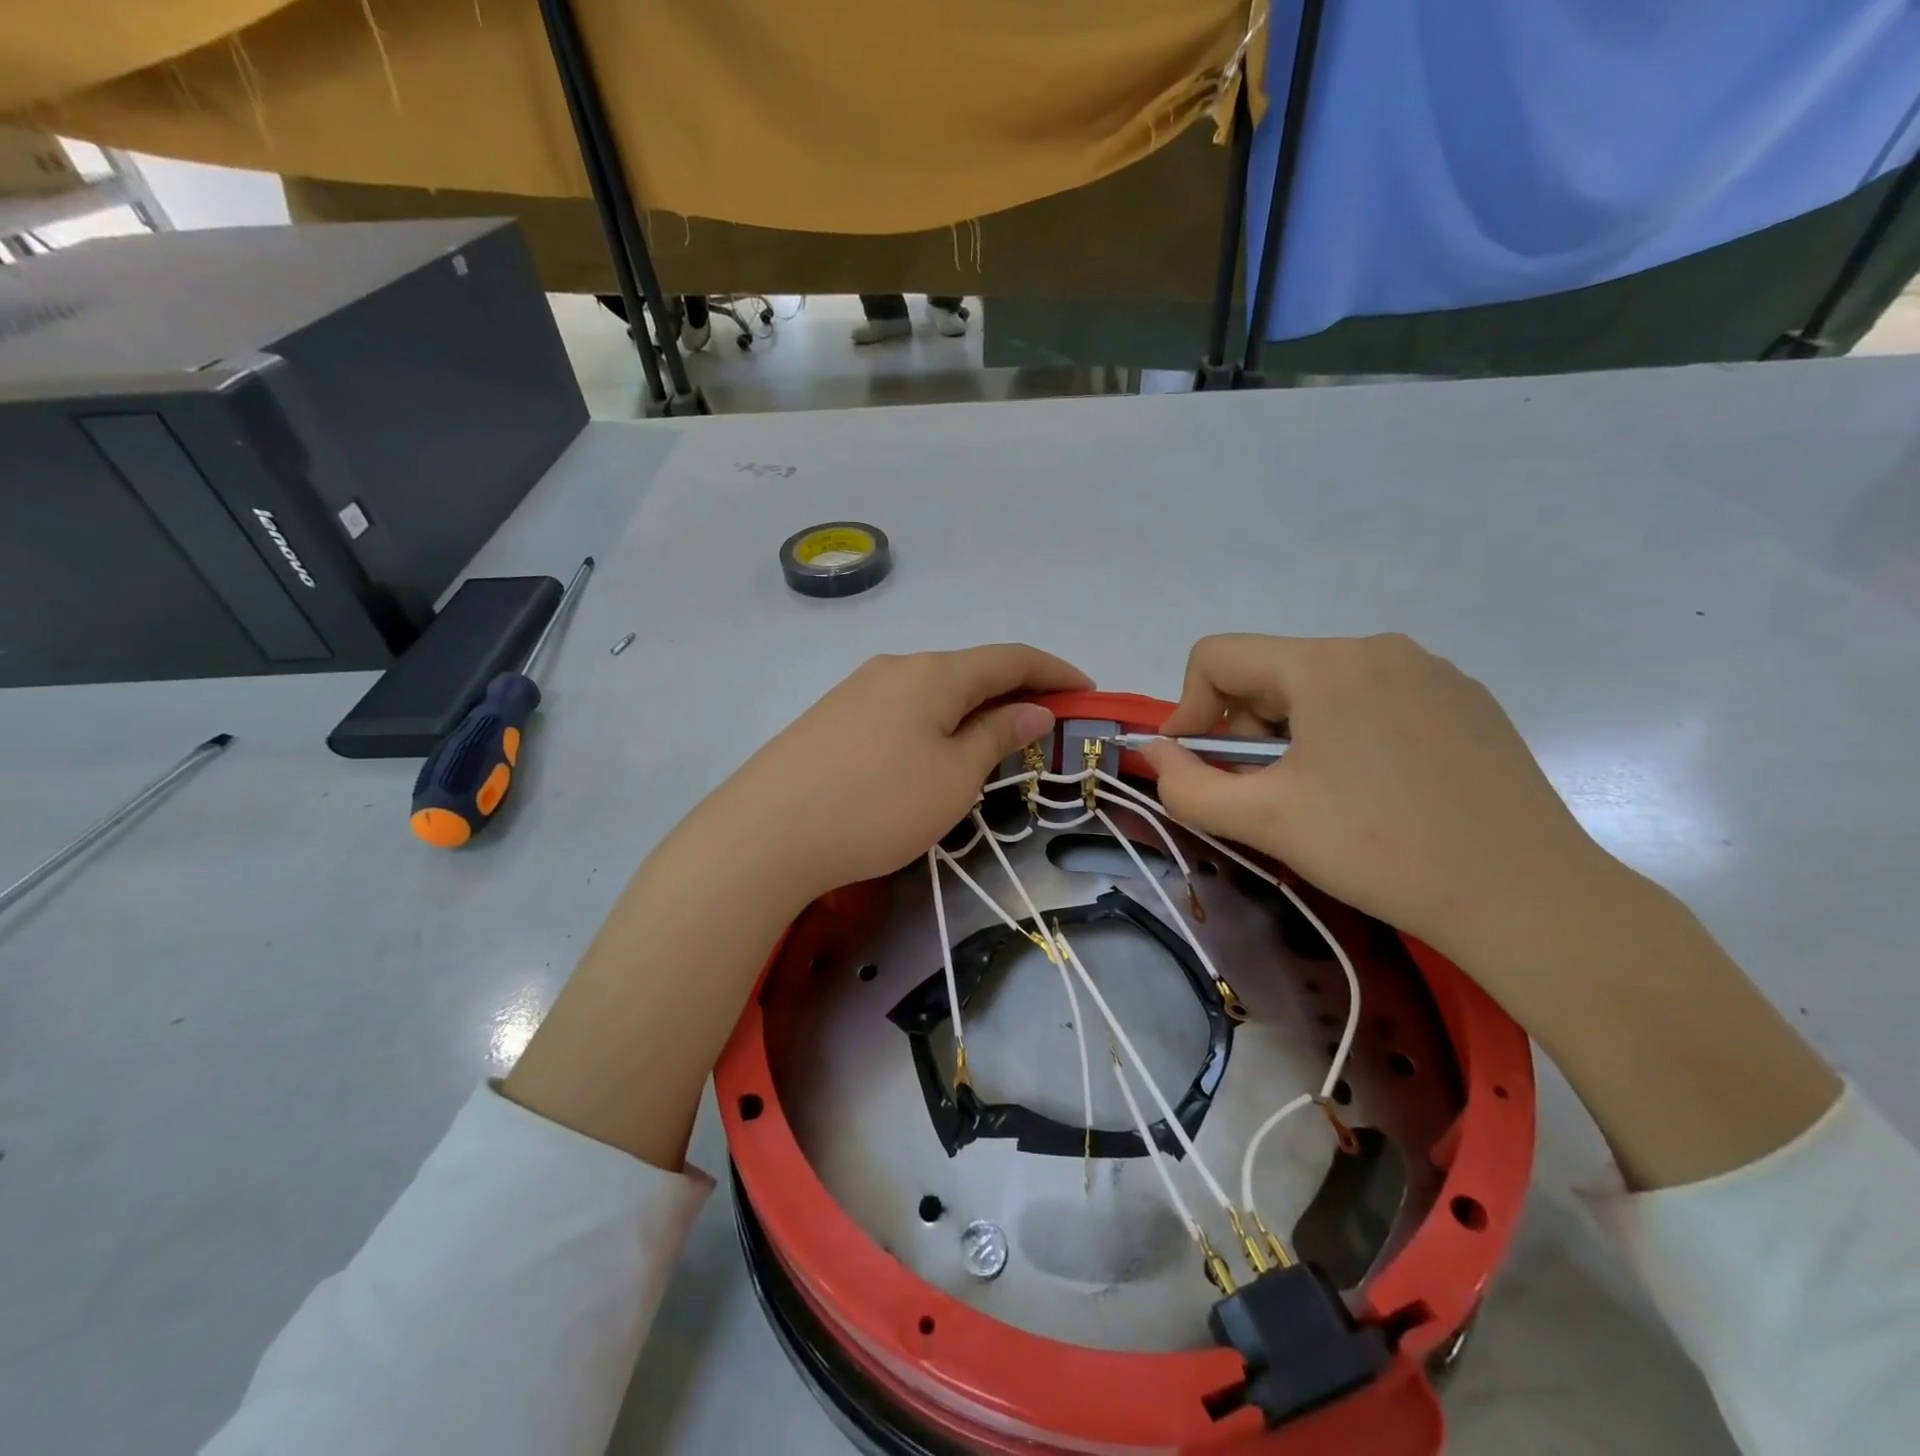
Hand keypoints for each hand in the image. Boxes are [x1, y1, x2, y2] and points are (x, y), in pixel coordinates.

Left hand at [701, 644, 1091, 904]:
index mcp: (935, 672)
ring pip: (934, 691)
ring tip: (995, 745)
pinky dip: (936, 723)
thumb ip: (998, 735)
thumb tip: (1033, 709)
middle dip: (1016, 692)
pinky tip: (934, 754)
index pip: (1011, 657)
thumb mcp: (954, 776)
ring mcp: (858, 690)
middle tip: (1046, 727)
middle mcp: (896, 667)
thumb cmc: (878, 804)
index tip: (1089, 692)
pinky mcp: (832, 718)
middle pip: (971, 670)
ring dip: (974, 710)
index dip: (1055, 671)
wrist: (765, 834)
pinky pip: (902, 710)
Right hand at [1139, 633, 1602, 966]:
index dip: (1188, 708)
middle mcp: (1379, 648)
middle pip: (1271, 672)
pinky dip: (1348, 735)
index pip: (1217, 656)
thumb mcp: (1264, 820)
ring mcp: (1432, 671)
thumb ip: (1186, 785)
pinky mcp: (1467, 701)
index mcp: (1326, 664)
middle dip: (1246, 730)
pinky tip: (1377, 792)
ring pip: (1322, 687)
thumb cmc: (1380, 850)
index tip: (1197, 766)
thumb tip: (1155, 752)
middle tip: (1265, 794)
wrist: (1528, 898)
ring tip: (1322, 798)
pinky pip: (1376, 700)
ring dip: (1294, 735)